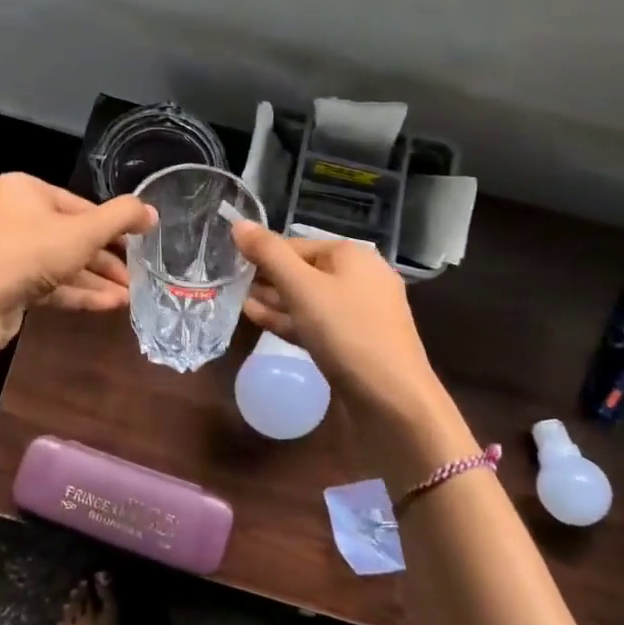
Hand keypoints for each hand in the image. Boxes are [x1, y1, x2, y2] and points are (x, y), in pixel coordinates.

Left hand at [0, 173, 156, 322]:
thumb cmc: (29, 252)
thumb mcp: (84, 231)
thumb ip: (122, 217)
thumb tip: (151, 211)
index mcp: (23, 189)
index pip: (78, 204)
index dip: (112, 226)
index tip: (138, 245)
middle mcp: (8, 215)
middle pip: (68, 235)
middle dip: (105, 259)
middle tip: (135, 277)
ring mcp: (1, 252)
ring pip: (57, 263)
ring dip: (94, 280)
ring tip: (128, 298)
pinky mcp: (0, 284)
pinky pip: (43, 283)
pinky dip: (74, 292)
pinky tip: (107, 306)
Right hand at [235, 222, 447, 425]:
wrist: (394, 401)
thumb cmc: (347, 332)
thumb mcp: (302, 288)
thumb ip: (268, 254)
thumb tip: (238, 223)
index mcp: (352, 255)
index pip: (296, 244)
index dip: (263, 253)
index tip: (230, 263)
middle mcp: (360, 277)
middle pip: (303, 270)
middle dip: (268, 278)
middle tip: (229, 284)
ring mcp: (359, 312)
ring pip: (309, 299)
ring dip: (275, 301)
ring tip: (238, 301)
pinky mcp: (354, 343)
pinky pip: (317, 323)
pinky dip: (290, 320)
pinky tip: (260, 321)